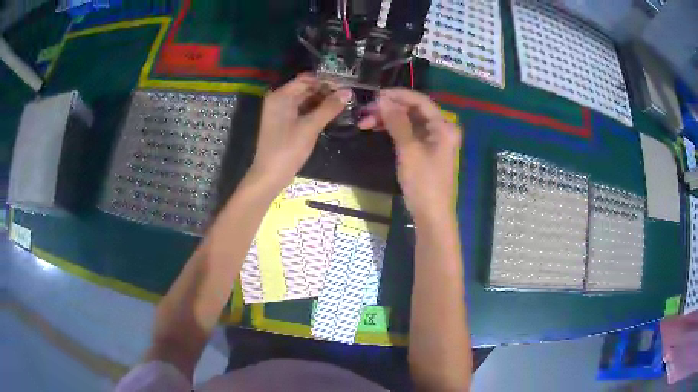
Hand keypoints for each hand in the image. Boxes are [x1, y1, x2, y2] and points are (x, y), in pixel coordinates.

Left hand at [248, 74, 351, 188]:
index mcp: (281, 95)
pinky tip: (332, 113)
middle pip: (306, 88)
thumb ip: (329, 107)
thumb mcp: (310, 127)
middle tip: (349, 95)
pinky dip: (316, 110)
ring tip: (345, 103)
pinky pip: (302, 110)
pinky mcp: (285, 123)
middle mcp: (279, 99)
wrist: (270, 175)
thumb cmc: (288, 149)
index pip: (306, 78)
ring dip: (323, 101)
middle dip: (326, 91)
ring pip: (306, 100)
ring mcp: (281, 111)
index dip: (326, 80)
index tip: (346, 84)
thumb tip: (348, 92)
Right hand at [361, 88, 461, 221]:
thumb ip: (397, 122)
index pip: (420, 101)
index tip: (376, 95)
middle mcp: (441, 129)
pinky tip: (376, 129)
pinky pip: (408, 133)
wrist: (431, 215)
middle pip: (414, 110)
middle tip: (366, 111)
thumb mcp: (409, 150)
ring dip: (388, 119)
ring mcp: (433, 140)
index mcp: (443, 127)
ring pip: (408, 121)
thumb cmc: (423, 183)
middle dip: (389, 108)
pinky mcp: (425, 150)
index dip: (398, 95)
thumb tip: (383, 100)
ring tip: (365, 122)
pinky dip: (393, 130)